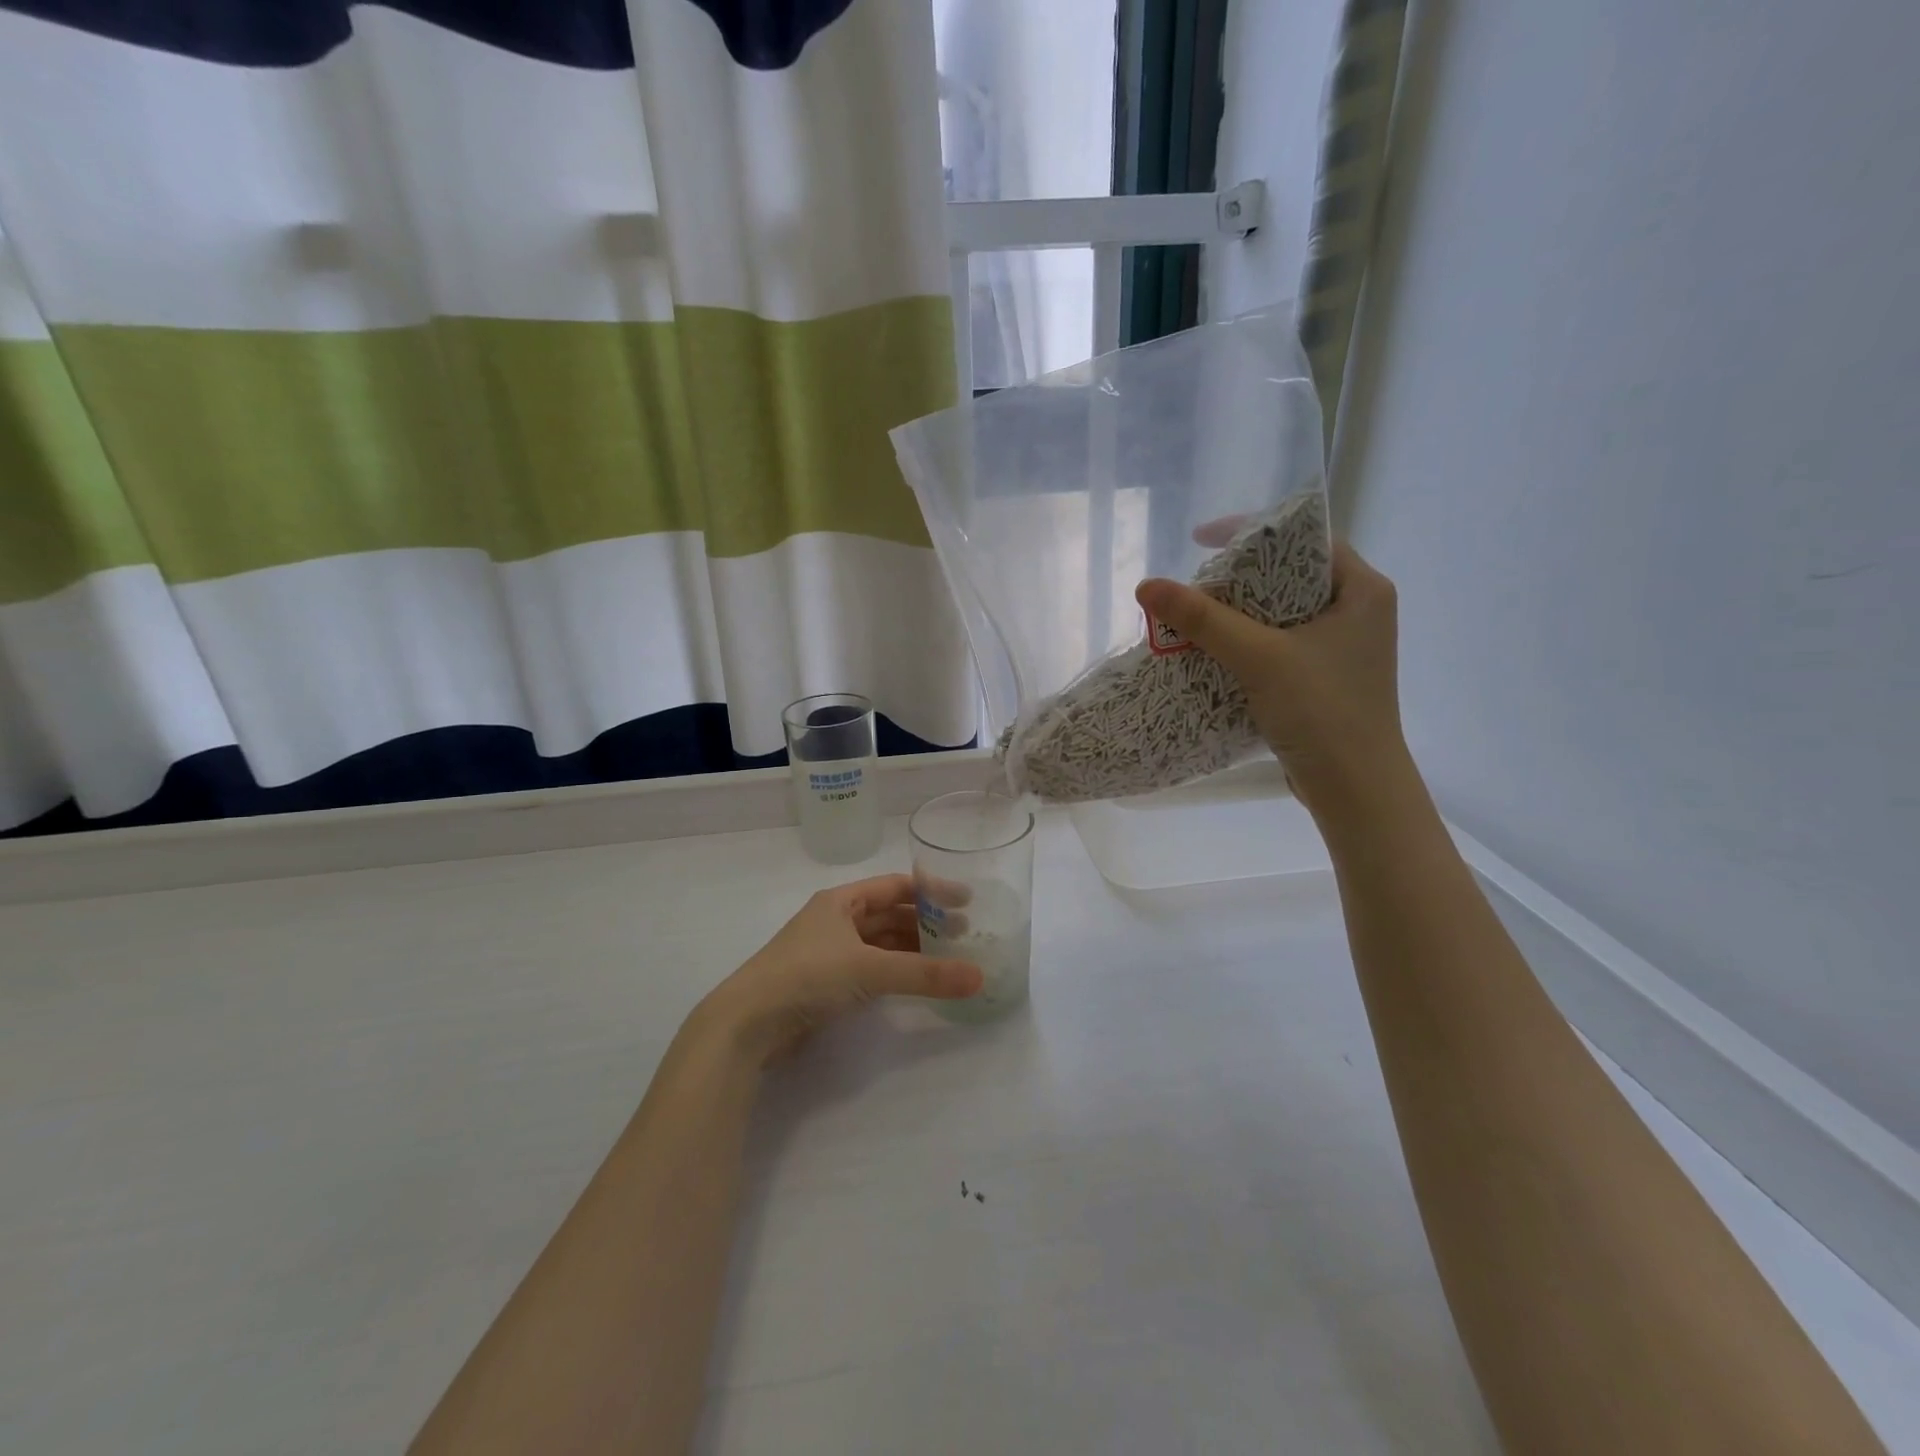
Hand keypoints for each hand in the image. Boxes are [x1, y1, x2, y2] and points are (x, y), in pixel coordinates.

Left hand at [698, 875, 983, 1064]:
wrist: (747, 1023)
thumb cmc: (807, 976)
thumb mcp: (870, 969)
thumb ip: (925, 974)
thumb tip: (979, 978)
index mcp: (842, 901)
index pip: (896, 886)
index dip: (931, 892)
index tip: (967, 901)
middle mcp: (836, 921)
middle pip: (891, 915)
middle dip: (926, 924)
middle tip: (966, 936)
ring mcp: (830, 953)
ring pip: (882, 945)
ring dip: (913, 950)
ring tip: (949, 960)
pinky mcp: (826, 985)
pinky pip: (872, 970)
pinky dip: (896, 973)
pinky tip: (917, 982)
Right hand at [1134, 540, 1406, 813]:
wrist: (1354, 790)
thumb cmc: (1322, 712)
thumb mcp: (1260, 657)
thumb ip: (1204, 619)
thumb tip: (1146, 585)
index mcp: (1363, 590)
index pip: (1304, 540)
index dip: (1251, 532)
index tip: (1200, 540)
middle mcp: (1359, 611)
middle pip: (1289, 576)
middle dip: (1238, 578)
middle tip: (1195, 583)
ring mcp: (1342, 648)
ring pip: (1281, 613)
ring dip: (1238, 614)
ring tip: (1194, 615)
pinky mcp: (1324, 678)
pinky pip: (1279, 645)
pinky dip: (1246, 643)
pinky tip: (1212, 652)